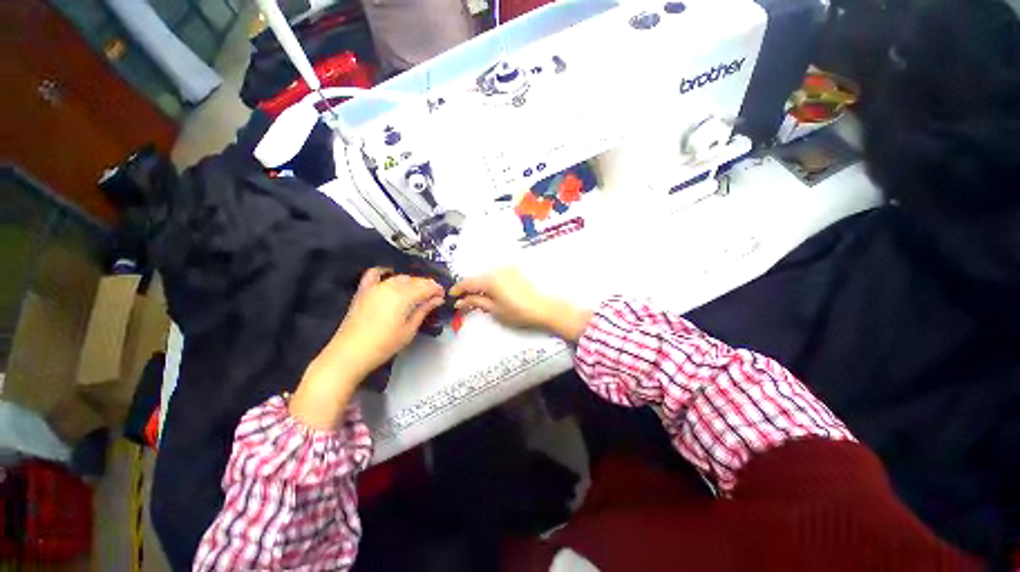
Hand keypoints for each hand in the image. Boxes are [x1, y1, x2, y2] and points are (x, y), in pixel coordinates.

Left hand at [328, 268, 445, 376]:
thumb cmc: (384, 344)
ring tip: (416, 294)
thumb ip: (424, 310)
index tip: (443, 296)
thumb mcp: (409, 329)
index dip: (437, 289)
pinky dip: (385, 272)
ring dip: (411, 282)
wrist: (350, 353)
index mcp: (405, 296)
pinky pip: (375, 274)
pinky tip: (390, 274)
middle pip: (415, 280)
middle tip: (433, 298)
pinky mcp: (364, 291)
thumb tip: (438, 299)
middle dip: (426, 286)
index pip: (427, 286)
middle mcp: (391, 286)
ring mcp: (376, 286)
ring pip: (400, 277)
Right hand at [450, 268, 591, 340]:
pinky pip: (497, 274)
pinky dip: (492, 281)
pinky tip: (494, 291)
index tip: (451, 296)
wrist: (543, 307)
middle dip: (470, 288)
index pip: (467, 282)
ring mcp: (507, 268)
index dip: (457, 289)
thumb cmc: (517, 312)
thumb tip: (459, 301)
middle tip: (465, 300)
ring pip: (487, 275)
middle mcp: (496, 270)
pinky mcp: (515, 270)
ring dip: (481, 284)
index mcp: (489, 279)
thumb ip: (476, 302)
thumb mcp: (494, 309)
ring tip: (481, 297)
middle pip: (477, 277)